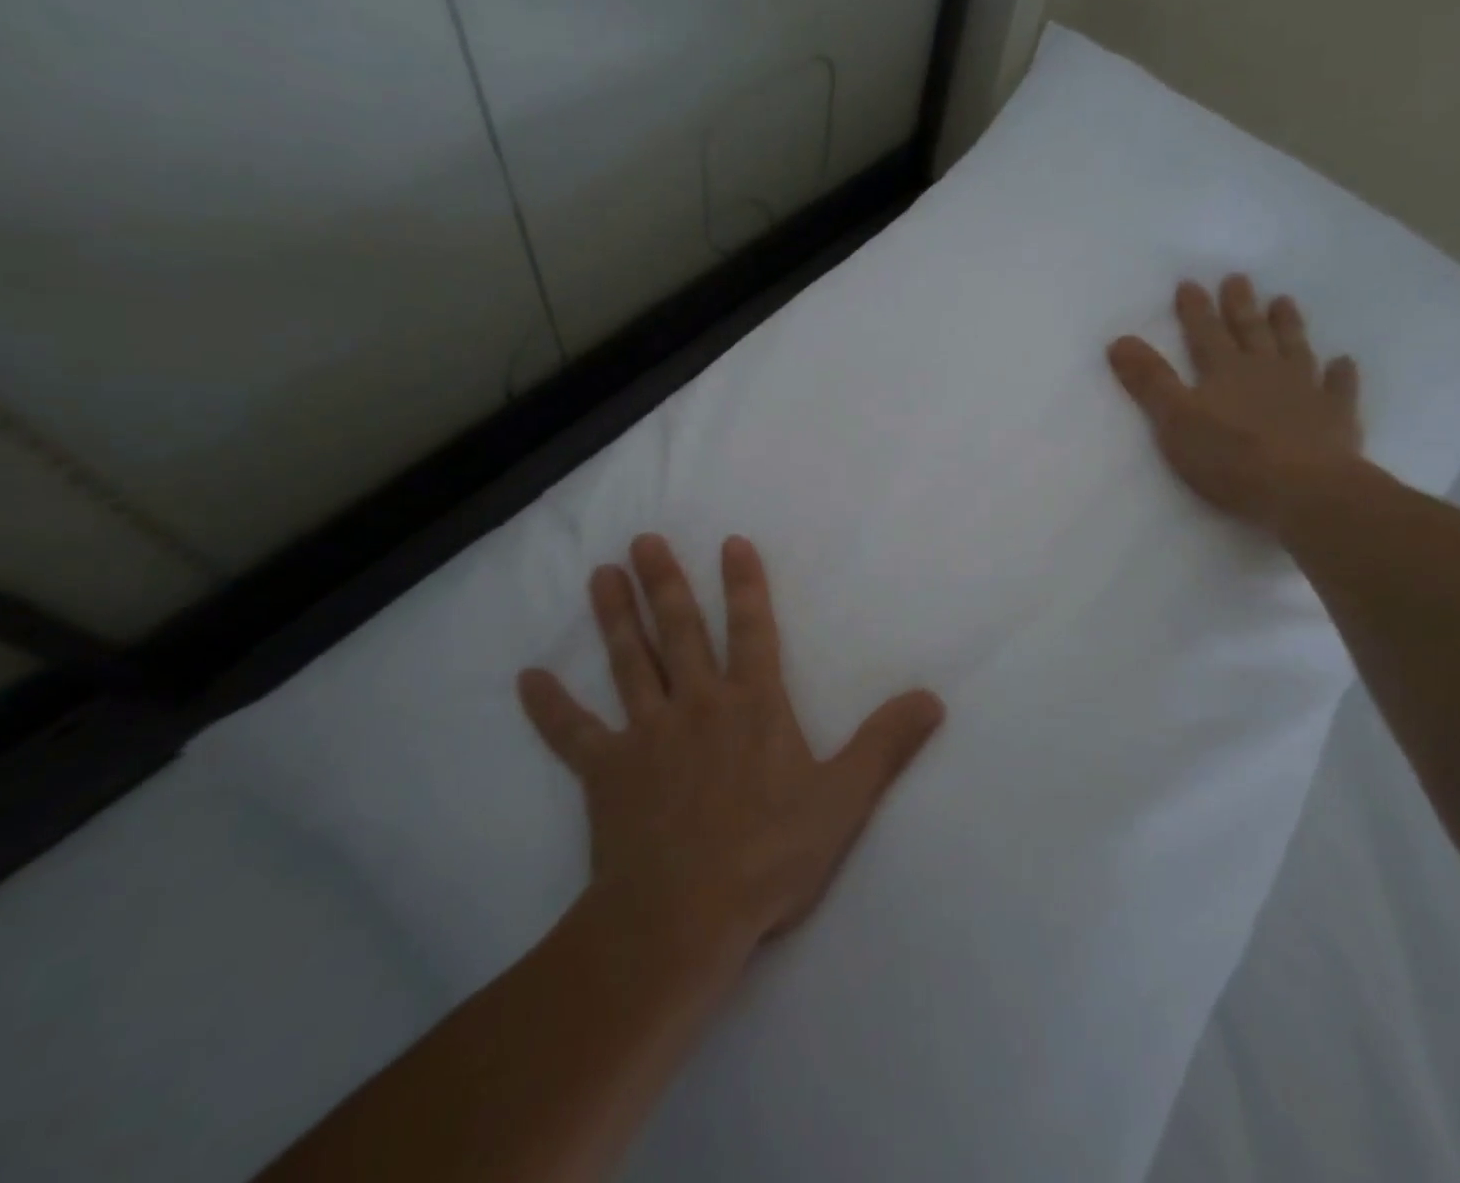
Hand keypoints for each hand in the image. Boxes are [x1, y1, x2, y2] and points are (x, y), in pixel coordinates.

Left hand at [517, 534, 943, 961]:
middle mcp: (698, 705)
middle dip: (664, 583)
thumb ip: (886, 744)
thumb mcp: (844, 799)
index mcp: (753, 706)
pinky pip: (572, 734)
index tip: (730, 542)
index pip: (752, 629)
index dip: (744, 585)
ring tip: (599, 575)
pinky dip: (550, 707)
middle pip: (679, 631)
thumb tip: (933, 698)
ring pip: (629, 663)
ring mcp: (647, 736)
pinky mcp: (606, 774)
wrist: (682, 919)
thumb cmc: (770, 856)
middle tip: (643, 541)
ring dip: (615, 617)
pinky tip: (526, 679)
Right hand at [1108, 274, 1362, 529]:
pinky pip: (1338, 387)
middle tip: (1238, 278)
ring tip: (1283, 301)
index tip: (1189, 283)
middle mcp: (1265, 371)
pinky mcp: (1335, 417)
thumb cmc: (1230, 457)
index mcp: (1224, 371)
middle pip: (1250, 332)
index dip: (1195, 309)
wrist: (1304, 489)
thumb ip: (1149, 381)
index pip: (1204, 333)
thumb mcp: (1175, 420)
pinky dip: (1340, 373)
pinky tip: (1342, 362)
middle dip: (1240, 306)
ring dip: (1287, 325)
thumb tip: (1119, 340)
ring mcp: (1304, 390)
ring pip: (1294, 348)